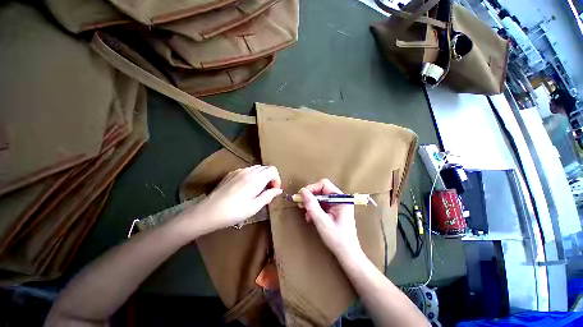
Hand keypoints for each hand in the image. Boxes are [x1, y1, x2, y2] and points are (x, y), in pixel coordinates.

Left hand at [185, 165, 281, 233]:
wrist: (208, 212)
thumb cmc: (234, 212)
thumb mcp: (254, 207)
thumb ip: (269, 196)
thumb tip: (278, 190)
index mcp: (256, 178)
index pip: (273, 170)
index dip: (276, 179)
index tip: (273, 190)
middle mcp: (248, 171)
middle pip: (266, 168)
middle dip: (270, 178)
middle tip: (266, 191)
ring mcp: (239, 170)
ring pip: (257, 168)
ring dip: (262, 176)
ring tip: (257, 190)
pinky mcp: (231, 173)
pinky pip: (247, 170)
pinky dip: (252, 176)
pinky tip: (246, 187)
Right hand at [299, 179, 361, 258]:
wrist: (348, 254)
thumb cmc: (337, 239)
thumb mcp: (322, 221)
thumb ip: (312, 205)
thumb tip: (302, 191)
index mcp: (341, 199)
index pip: (324, 184)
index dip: (312, 188)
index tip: (301, 195)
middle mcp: (340, 199)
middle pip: (322, 190)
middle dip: (310, 197)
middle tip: (300, 204)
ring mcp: (337, 204)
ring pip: (320, 197)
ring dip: (311, 204)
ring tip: (306, 214)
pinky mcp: (334, 210)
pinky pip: (322, 204)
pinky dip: (314, 209)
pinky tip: (310, 217)